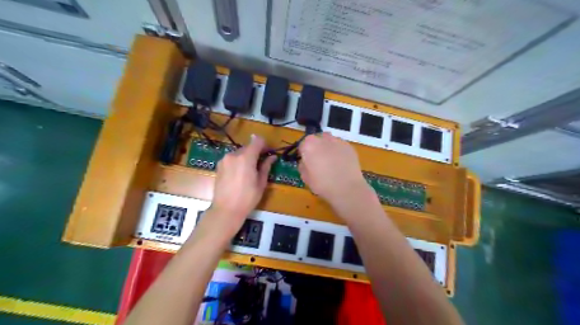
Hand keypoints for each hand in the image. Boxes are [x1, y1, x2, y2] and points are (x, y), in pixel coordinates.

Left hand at [209, 134, 277, 233]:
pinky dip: (238, 162)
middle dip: (256, 152)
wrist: (226, 210)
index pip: (257, 141)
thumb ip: (266, 166)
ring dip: (246, 157)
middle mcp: (234, 155)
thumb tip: (272, 157)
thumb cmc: (247, 198)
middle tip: (261, 164)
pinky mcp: (218, 166)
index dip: (265, 145)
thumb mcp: (261, 183)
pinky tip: (239, 175)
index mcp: (246, 157)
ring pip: (239, 153)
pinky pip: (231, 159)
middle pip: (248, 147)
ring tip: (250, 172)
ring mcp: (224, 160)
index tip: (269, 152)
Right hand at [299, 134, 371, 206]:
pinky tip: (341, 162)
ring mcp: (338, 141)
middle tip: (318, 161)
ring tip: (331, 161)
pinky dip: (338, 151)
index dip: (303, 153)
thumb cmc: (322, 184)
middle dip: (316, 147)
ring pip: (329, 141)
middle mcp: (323, 139)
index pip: (302, 145)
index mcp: (309, 145)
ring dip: (327, 147)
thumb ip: (302, 166)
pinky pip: (340, 146)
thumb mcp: (305, 178)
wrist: (347, 188)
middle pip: (316, 140)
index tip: (306, 162)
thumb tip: (305, 162)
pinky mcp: (349, 146)